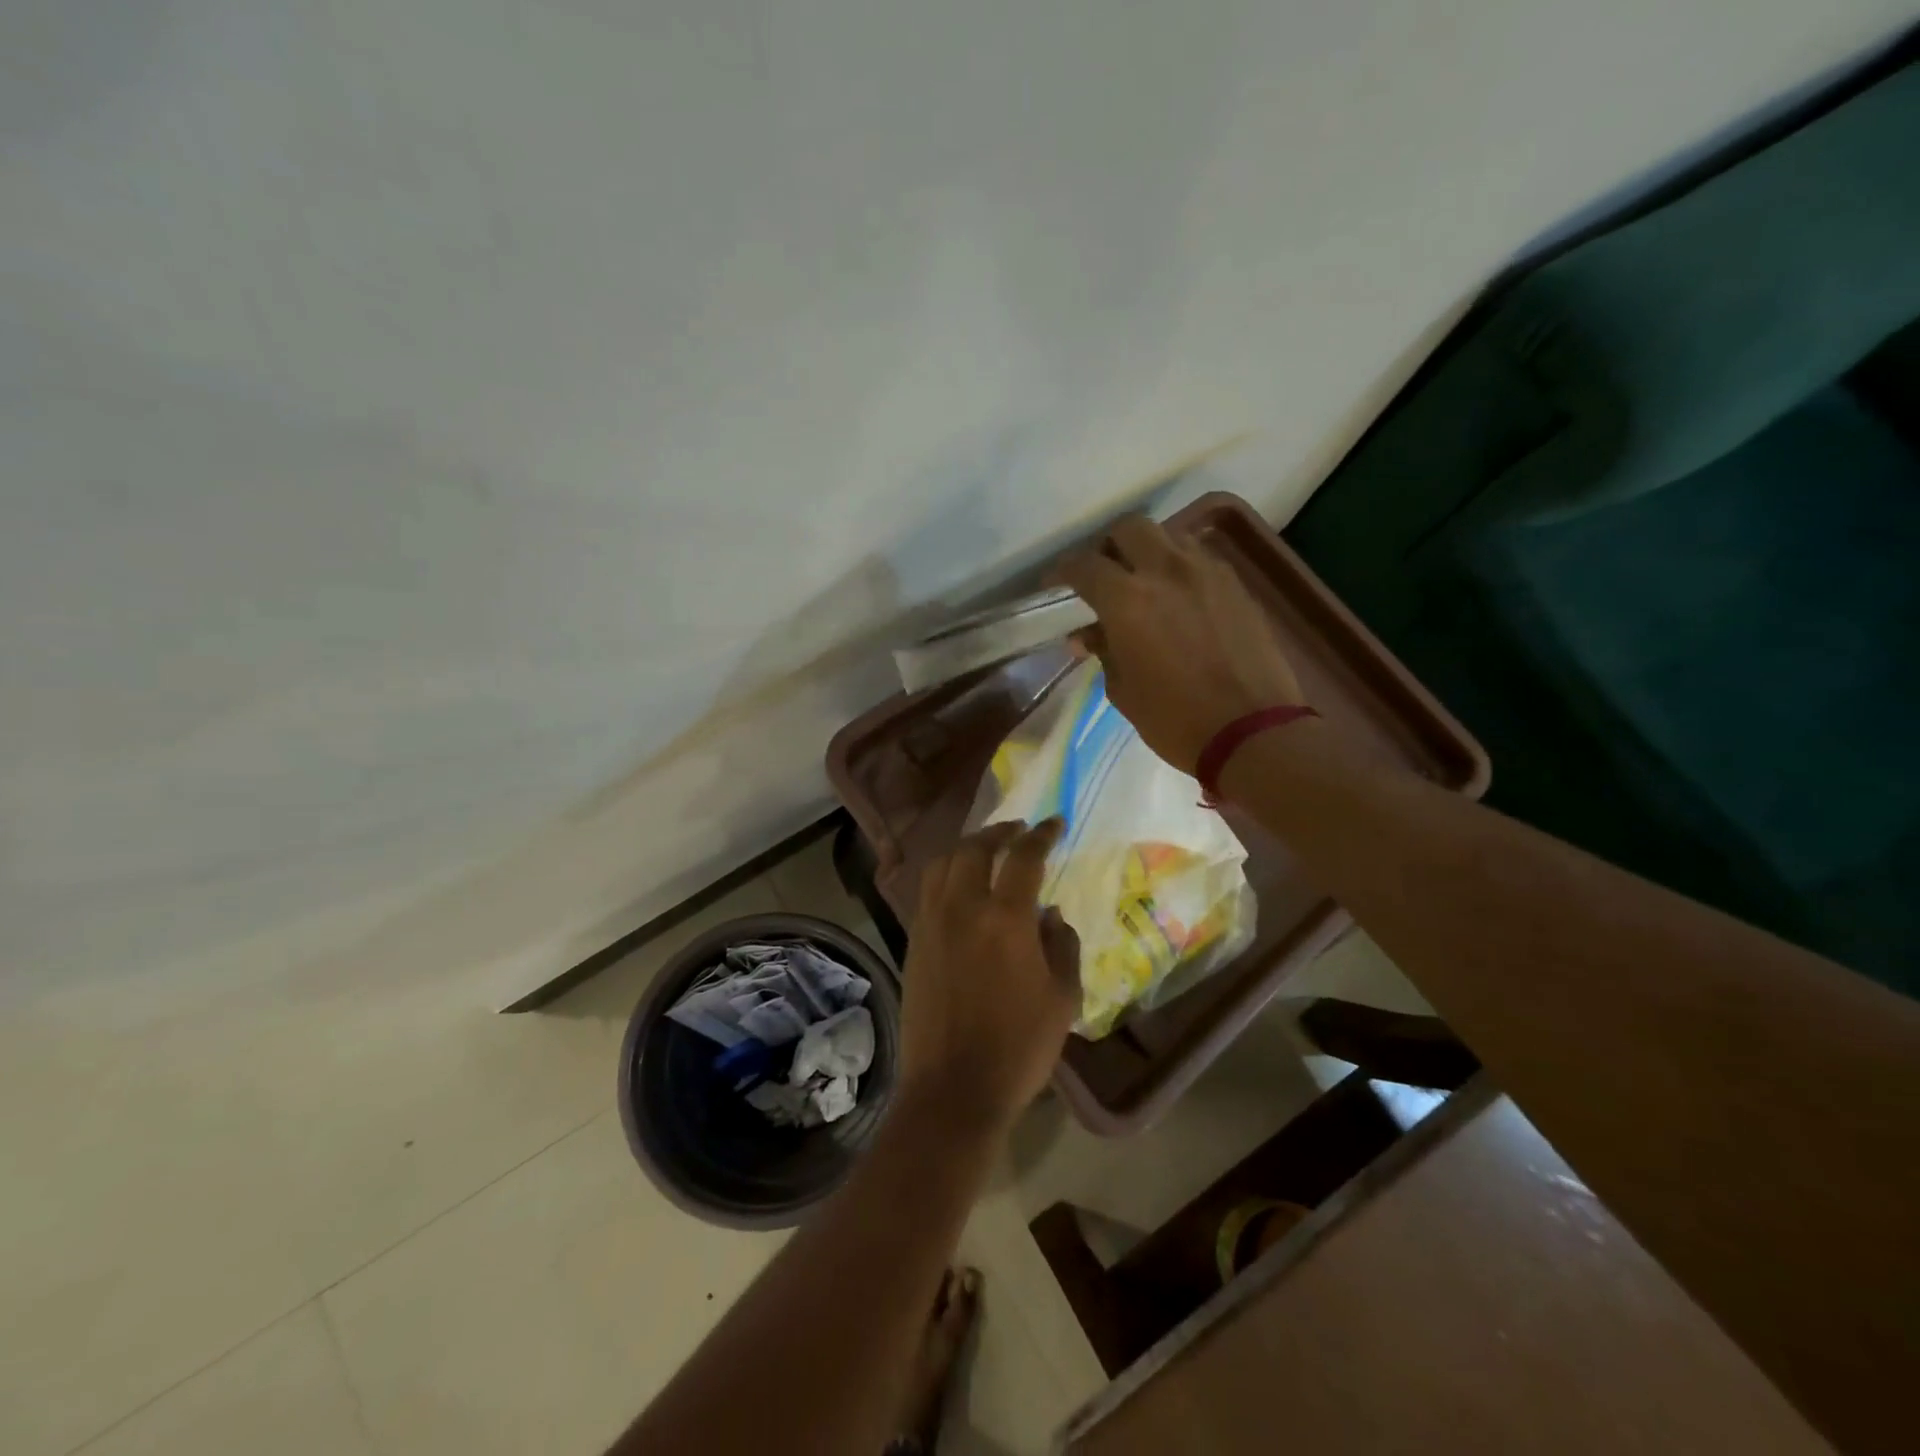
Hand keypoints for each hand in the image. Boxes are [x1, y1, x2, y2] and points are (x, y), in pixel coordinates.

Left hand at [898, 819, 1081, 1131]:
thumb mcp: (1062, 998)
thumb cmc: (1018, 1047)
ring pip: (943, 864)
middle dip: (999, 831)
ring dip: (967, 847)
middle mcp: (962, 908)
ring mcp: (931, 923)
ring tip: (986, 849)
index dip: (1041, 835)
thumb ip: (1062, 946)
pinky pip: (928, 890)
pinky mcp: (913, 941)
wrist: (952, 1088)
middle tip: (1018, 829)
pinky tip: (959, 886)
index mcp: (1005, 918)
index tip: (1054, 824)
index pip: (1023, 857)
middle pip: (975, 848)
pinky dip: (946, 873)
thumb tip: (1051, 914)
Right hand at [1058, 515, 1303, 774]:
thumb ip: (1103, 651)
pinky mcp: (1236, 585)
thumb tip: (1087, 633)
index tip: (1056, 584)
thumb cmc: (1174, 719)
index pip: (1084, 565)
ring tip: (1145, 583)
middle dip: (1110, 545)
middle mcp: (1166, 571)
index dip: (1063, 571)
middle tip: (1105, 574)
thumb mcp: (1123, 690)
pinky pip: (1200, 559)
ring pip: (1169, 537)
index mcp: (1127, 599)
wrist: (1252, 731)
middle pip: (1129, 528)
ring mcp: (1207, 572)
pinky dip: (1181, 568)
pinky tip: (1180, 598)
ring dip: (1149, 552)